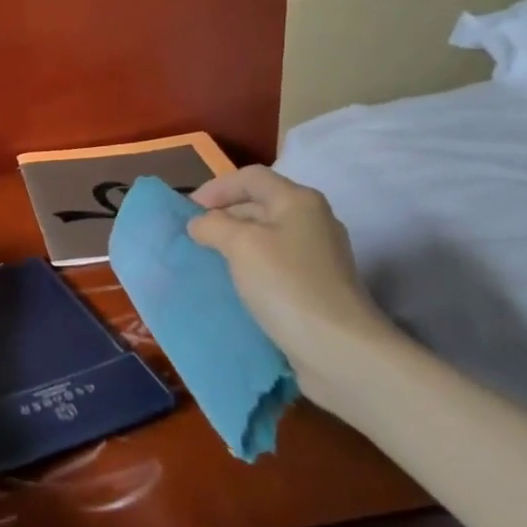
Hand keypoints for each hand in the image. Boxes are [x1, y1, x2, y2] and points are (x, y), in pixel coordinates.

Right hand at [187, 166, 391, 407]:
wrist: (338, 349)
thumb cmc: (287, 285)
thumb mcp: (240, 245)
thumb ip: (213, 225)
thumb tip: (200, 223)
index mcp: (298, 201)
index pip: (250, 177)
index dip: (216, 188)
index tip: (187, 212)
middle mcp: (312, 221)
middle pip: (260, 203)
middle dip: (223, 215)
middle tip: (192, 237)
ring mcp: (317, 255)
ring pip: (266, 236)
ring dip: (234, 243)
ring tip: (207, 260)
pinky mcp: (316, 286)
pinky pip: (274, 264)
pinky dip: (250, 267)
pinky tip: (233, 284)